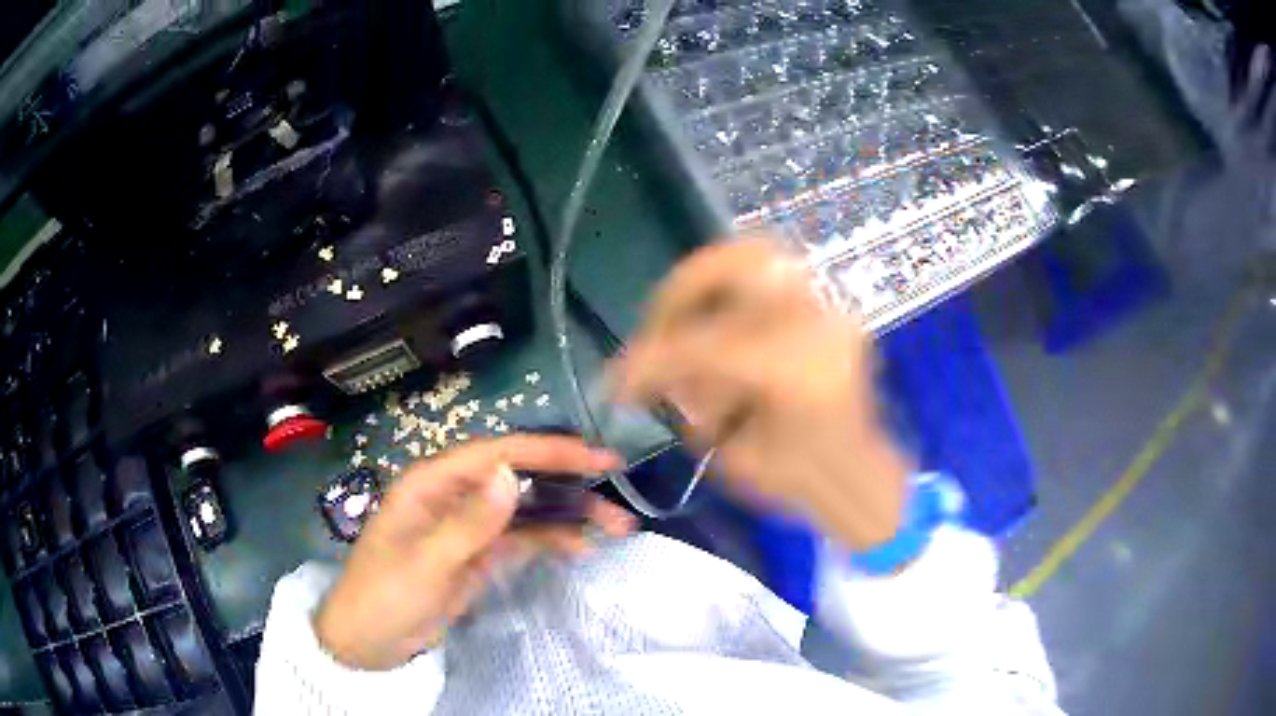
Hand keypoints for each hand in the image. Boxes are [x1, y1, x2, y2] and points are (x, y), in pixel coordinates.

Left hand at [313, 435, 633, 669]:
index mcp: (433, 482)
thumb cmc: (386, 594)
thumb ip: (469, 522)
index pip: (498, 454)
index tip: (597, 456)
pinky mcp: (478, 555)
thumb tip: (510, 474)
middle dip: (569, 482)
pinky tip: (582, 547)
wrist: (368, 641)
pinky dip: (551, 540)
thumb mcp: (427, 562)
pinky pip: (521, 540)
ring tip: (617, 525)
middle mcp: (454, 496)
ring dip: (569, 515)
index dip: (549, 451)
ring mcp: (468, 527)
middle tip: (618, 487)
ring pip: (526, 510)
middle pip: (519, 477)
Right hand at [611, 236, 908, 550]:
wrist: (861, 478)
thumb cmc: (801, 484)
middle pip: (740, 267)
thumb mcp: (734, 457)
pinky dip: (732, 295)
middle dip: (681, 291)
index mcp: (800, 375)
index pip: (707, 345)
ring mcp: (832, 310)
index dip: (652, 358)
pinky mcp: (830, 308)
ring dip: (706, 285)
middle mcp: (821, 326)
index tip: (618, 381)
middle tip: (655, 326)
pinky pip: (771, 280)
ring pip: (757, 258)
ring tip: (684, 325)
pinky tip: (718, 329)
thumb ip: (690, 405)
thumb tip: (649, 369)